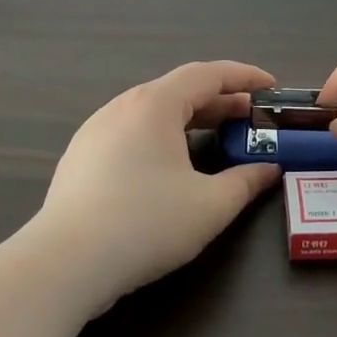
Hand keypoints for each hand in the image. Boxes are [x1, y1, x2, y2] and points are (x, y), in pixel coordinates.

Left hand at [32, 61, 281, 311]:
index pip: (207, 74)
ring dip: (190, 118)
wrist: (65, 263)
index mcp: (155, 105)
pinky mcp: (81, 157)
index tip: (272, 86)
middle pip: (179, 90)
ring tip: (216, 137)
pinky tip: (171, 164)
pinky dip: (162, 135)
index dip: (244, 76)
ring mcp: (95, 131)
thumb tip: (269, 170)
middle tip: (251, 117)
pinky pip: (131, 131)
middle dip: (220, 100)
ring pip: (153, 111)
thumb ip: (246, 182)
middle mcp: (122, 107)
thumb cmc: (146, 224)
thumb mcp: (210, 205)